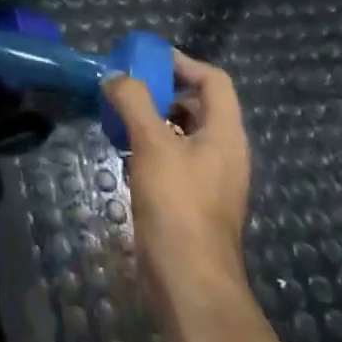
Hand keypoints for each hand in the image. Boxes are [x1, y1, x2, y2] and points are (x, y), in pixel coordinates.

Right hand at [104, 51, 251, 324]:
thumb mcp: (152, 144)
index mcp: (226, 134)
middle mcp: (223, 153)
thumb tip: (116, 76)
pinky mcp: (192, 202)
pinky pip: (173, 160)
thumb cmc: (177, 205)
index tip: (146, 59)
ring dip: (152, 119)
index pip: (213, 80)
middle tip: (126, 85)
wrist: (188, 282)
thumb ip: (134, 102)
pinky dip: (150, 148)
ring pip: (182, 133)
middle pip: (198, 105)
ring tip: (118, 116)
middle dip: (162, 90)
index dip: (183, 63)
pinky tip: (123, 153)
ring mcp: (210, 180)